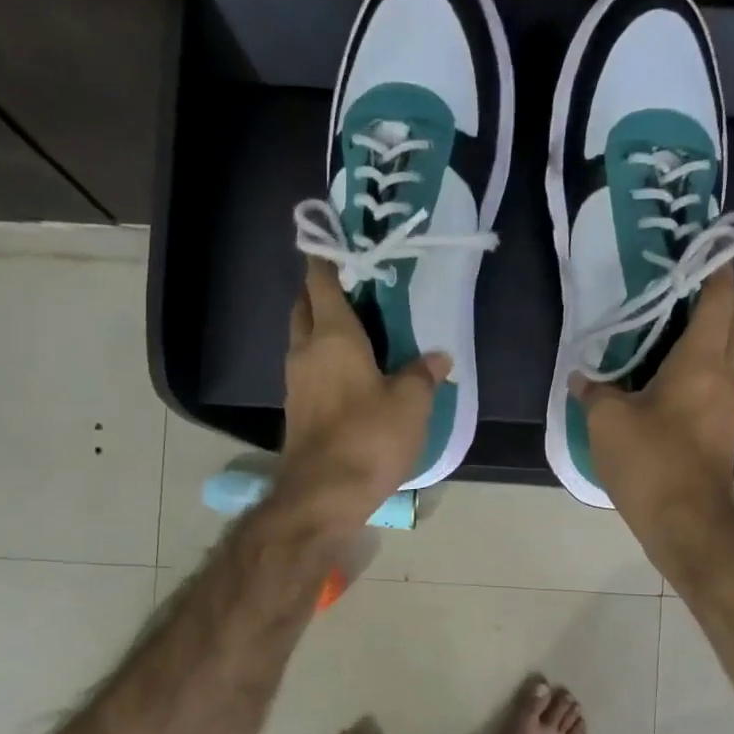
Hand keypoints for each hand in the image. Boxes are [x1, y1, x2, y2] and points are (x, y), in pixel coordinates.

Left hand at [278, 260, 449, 527]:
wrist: (323, 495)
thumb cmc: (369, 437)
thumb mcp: (411, 404)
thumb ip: (422, 374)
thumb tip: (437, 358)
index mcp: (332, 335)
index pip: (321, 280)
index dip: (325, 256)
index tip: (332, 238)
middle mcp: (305, 351)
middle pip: (304, 306)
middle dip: (320, 290)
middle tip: (353, 287)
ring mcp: (296, 383)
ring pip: (303, 339)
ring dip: (320, 327)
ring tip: (357, 329)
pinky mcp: (297, 411)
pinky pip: (308, 369)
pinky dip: (323, 360)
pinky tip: (349, 373)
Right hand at [571, 267, 733, 539]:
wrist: (687, 522)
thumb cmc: (651, 461)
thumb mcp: (607, 420)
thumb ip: (594, 390)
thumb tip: (582, 377)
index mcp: (704, 360)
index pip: (718, 298)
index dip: (715, 267)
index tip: (706, 243)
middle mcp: (727, 373)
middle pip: (730, 320)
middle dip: (713, 294)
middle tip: (680, 278)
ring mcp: (730, 403)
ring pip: (726, 350)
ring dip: (707, 329)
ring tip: (671, 317)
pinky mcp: (722, 427)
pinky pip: (716, 377)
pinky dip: (700, 360)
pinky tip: (668, 367)